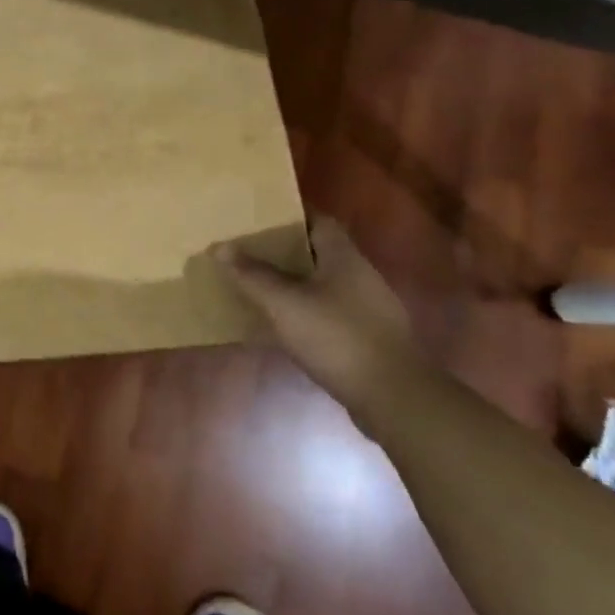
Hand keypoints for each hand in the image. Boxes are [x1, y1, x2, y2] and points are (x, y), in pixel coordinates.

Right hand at [213, 219, 419, 423]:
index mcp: (344, 256)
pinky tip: (285, 325)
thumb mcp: (284, 304)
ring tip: (260, 286)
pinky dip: (307, 311)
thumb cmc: (336, 338)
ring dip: (295, 282)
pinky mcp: (369, 337)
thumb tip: (220, 247)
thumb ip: (252, 275)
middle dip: (285, 250)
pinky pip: (330, 312)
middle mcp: (360, 275)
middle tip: (249, 251)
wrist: (394, 398)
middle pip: (319, 251)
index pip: (318, 220)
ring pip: (324, 283)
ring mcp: (369, 308)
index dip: (289, 216)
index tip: (258, 218)